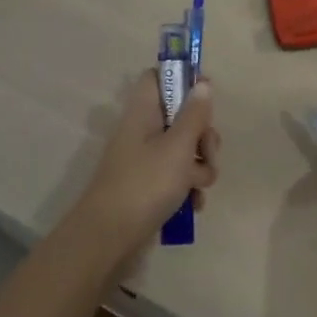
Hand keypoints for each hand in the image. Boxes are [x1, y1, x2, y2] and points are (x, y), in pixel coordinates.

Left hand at [75, 70, 220, 251]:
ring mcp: (147, 161)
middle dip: (203, 136)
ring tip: (197, 187)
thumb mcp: (177, 147)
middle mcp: (143, 133)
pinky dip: (189, 189)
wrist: (109, 239)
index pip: (158, 78)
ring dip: (200, 167)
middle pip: (182, 117)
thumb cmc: (145, 185)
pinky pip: (179, 178)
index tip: (207, 93)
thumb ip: (194, 115)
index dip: (183, 79)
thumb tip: (203, 83)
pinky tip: (193, 205)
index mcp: (143, 114)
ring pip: (186, 151)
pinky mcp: (151, 187)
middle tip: (205, 153)